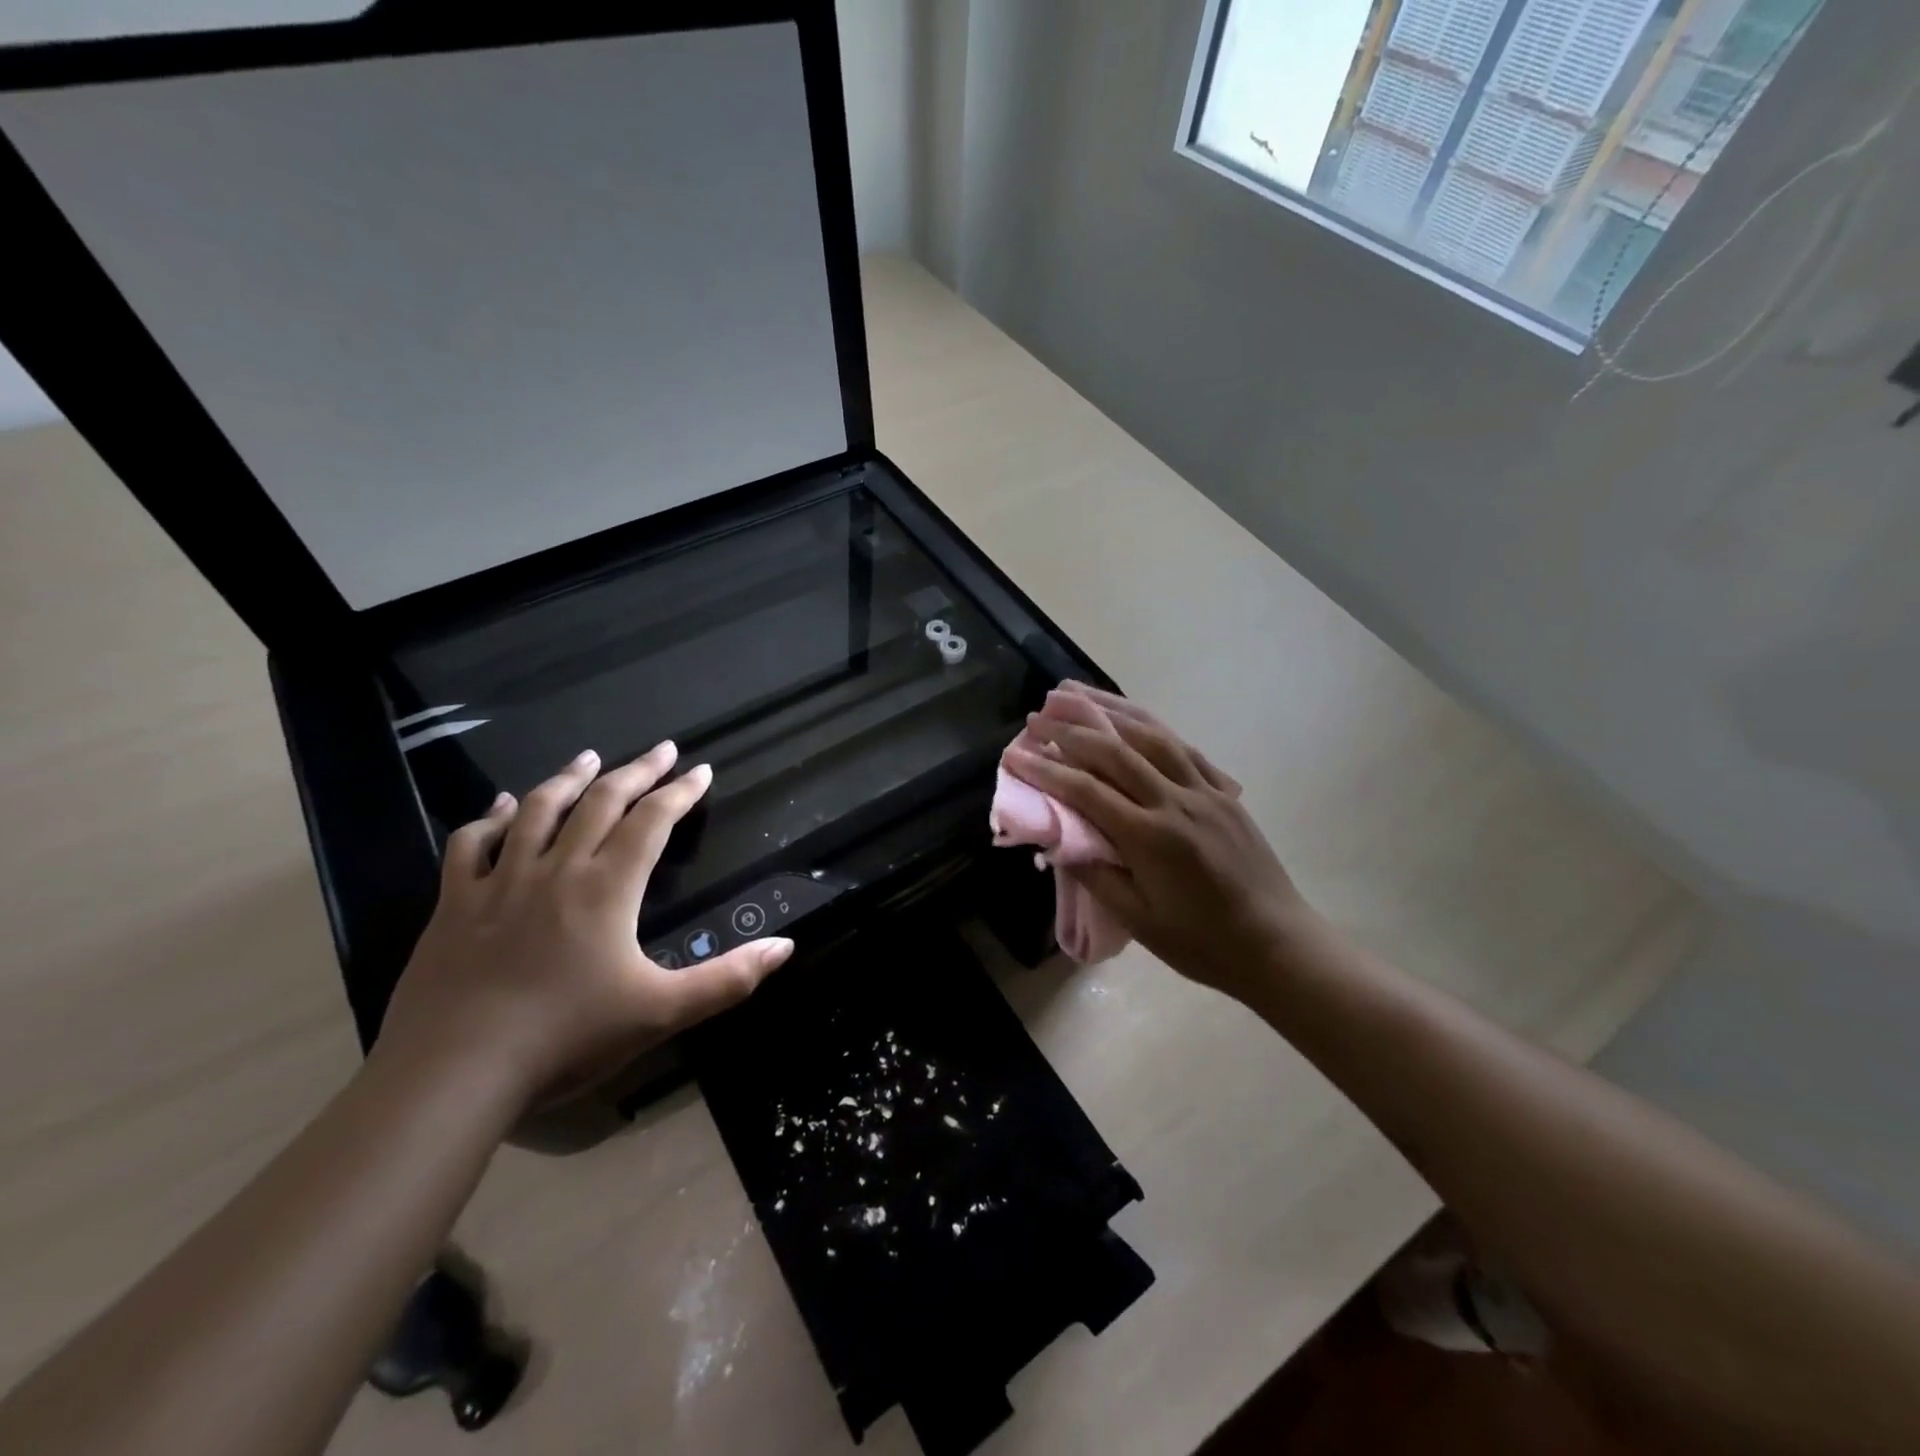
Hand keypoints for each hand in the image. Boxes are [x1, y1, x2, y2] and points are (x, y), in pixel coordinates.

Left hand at [378, 743, 792, 1106]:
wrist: (454, 1072)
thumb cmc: (567, 1038)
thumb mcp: (662, 1012)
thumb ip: (728, 978)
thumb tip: (785, 946)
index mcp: (608, 887)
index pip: (653, 821)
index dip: (681, 792)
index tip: (701, 770)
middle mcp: (557, 869)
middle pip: (602, 802)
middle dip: (637, 771)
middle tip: (660, 749)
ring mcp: (500, 882)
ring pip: (539, 811)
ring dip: (569, 779)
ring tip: (589, 757)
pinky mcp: (454, 905)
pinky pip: (471, 845)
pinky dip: (490, 818)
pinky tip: (503, 806)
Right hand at [1004, 685, 1311, 1003]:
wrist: (1276, 944)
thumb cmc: (1202, 942)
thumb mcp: (1140, 921)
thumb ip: (1097, 875)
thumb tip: (1060, 841)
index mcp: (1151, 837)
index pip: (1086, 791)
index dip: (1046, 770)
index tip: (1014, 754)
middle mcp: (1176, 802)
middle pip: (1115, 751)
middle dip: (1070, 730)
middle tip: (1036, 716)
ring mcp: (1205, 791)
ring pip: (1151, 736)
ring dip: (1110, 710)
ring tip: (1076, 693)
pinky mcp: (1224, 792)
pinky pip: (1184, 748)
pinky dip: (1152, 726)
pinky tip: (1132, 717)